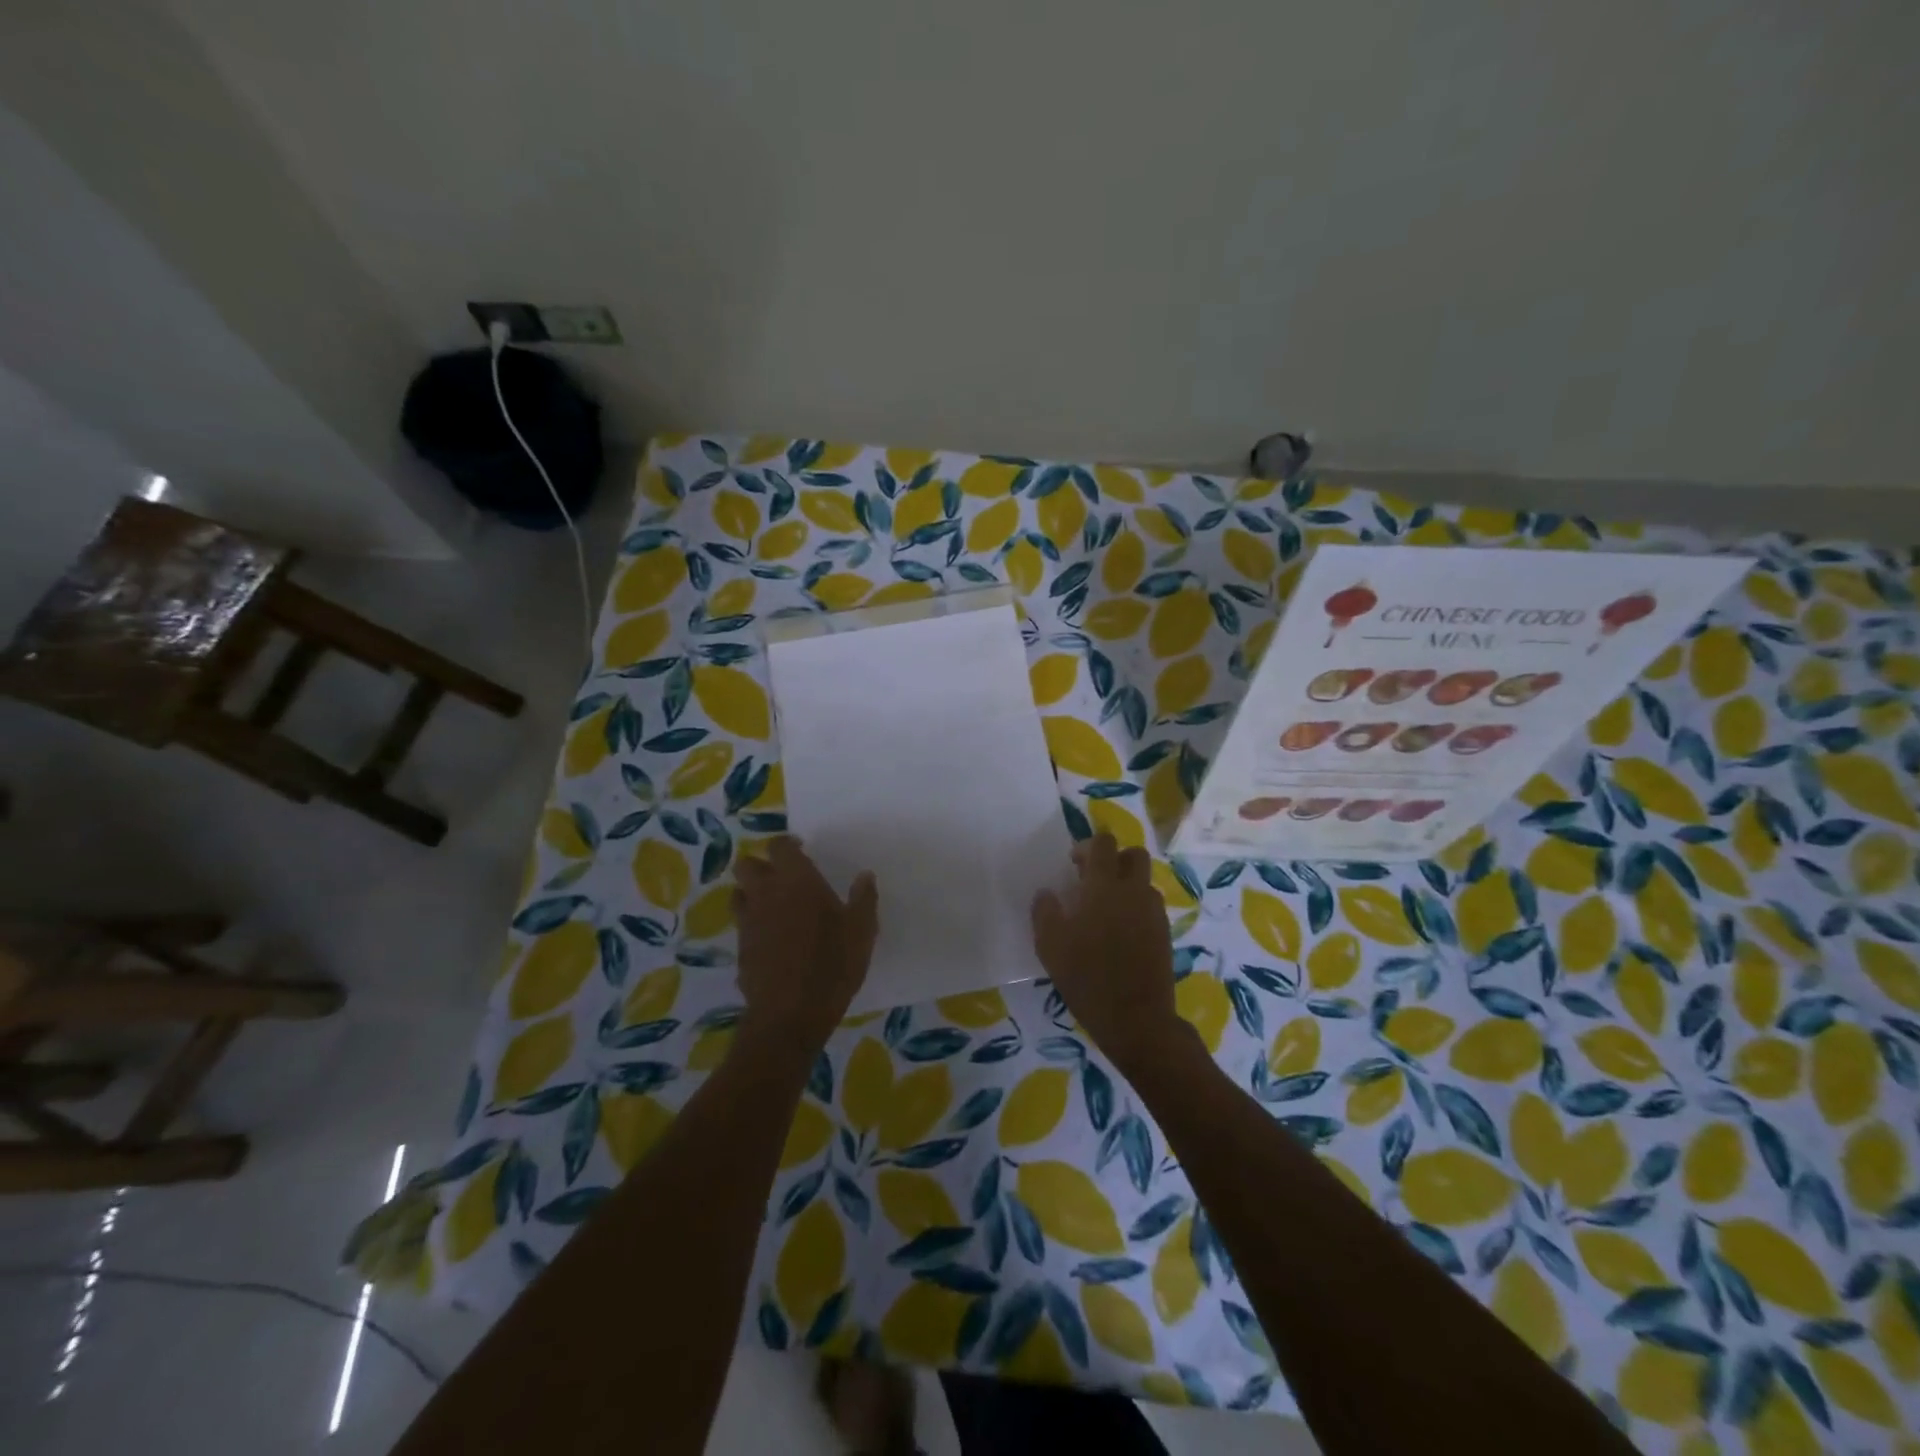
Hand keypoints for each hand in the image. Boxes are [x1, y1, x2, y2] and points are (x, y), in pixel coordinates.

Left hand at [734, 837, 877, 1050]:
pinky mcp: (740, 949)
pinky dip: (753, 925)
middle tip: (782, 877)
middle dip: (760, 865)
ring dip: (751, 893)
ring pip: (738, 894)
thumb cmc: (832, 964)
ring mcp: (748, 922)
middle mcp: (766, 894)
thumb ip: (863, 899)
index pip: (779, 846)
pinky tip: (772, 940)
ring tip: (773, 906)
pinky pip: (742, 926)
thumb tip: (865, 875)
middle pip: (746, 865)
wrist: (791, 1014)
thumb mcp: (861, 931)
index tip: (801, 851)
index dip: (787, 845)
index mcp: (796, 881)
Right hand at [1031, 833, 1181, 1072]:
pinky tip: (1121, 932)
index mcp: (1104, 886)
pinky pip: (1151, 906)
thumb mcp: (1050, 946)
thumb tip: (1047, 894)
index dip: (1088, 846)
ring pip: (1144, 881)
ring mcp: (1153, 912)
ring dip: (1127, 884)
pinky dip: (1137, 907)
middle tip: (1094, 881)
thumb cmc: (1087, 977)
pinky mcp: (1164, 932)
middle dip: (1114, 859)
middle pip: (1133, 854)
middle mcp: (1133, 891)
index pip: (1103, 844)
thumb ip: (1044, 912)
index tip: (1074, 865)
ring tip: (1107, 909)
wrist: (1136, 1019)